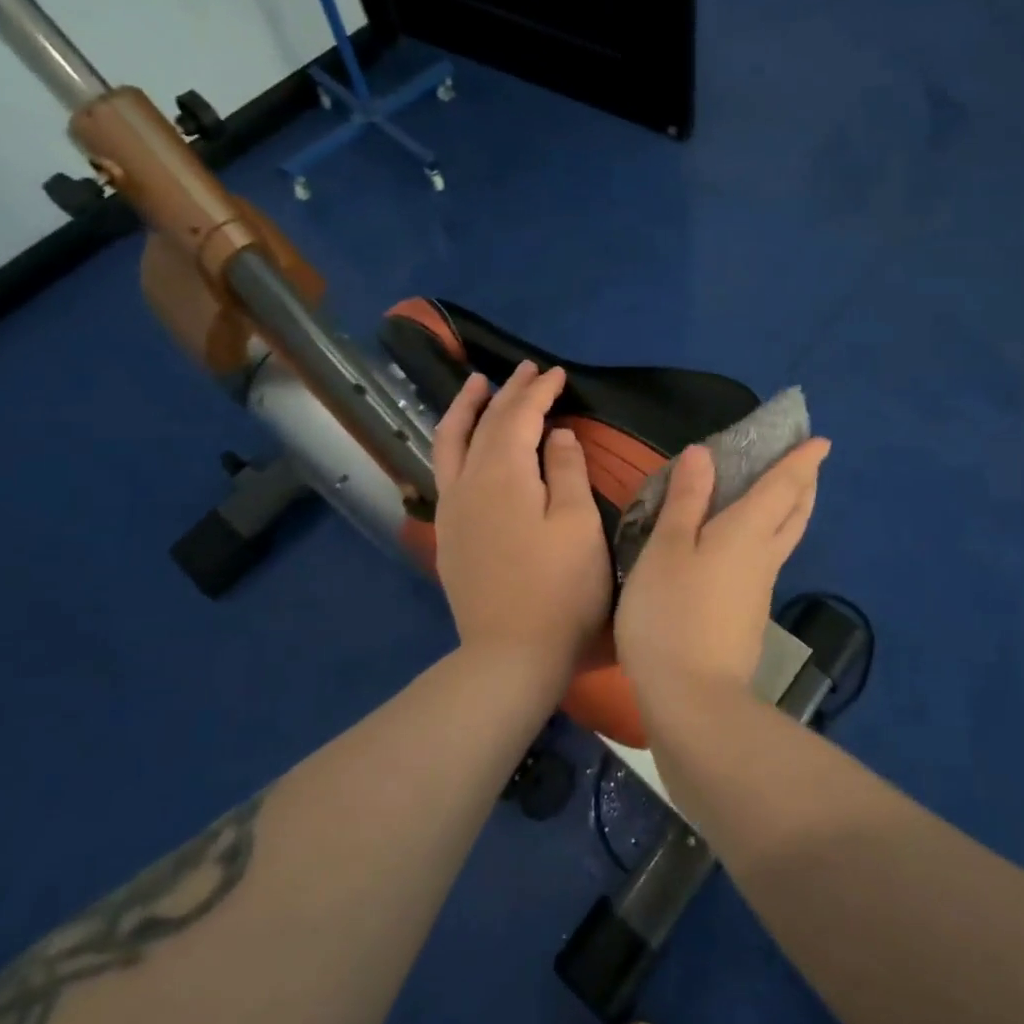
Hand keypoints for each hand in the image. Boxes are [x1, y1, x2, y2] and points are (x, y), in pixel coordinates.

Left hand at [433, 362, 611, 686]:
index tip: (556, 373)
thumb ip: (566, 471)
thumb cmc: (560, 589)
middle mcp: (468, 482)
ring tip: (475, 386)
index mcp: (503, 474)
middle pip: (485, 424)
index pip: (519, 416)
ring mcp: (452, 509)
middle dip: (507, 392)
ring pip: (450, 443)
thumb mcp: (578, 524)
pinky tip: (463, 445)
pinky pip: (445, 470)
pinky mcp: (448, 533)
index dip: (538, 391)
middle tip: (526, 369)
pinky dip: (454, 443)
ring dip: (465, 409)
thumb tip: (555, 435)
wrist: (511, 654)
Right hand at [615, 437, 830, 701]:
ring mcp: (759, 591)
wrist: (693, 701)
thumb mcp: (666, 549)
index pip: (783, 486)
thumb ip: (685, 501)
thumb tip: (704, 453)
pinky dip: (766, 538)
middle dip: (805, 485)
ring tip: (778, 495)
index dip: (802, 460)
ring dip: (789, 511)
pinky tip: (743, 545)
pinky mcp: (747, 617)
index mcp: (748, 532)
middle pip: (795, 514)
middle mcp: (763, 557)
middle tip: (808, 464)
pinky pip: (765, 561)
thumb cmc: (672, 614)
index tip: (822, 441)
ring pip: (784, 539)